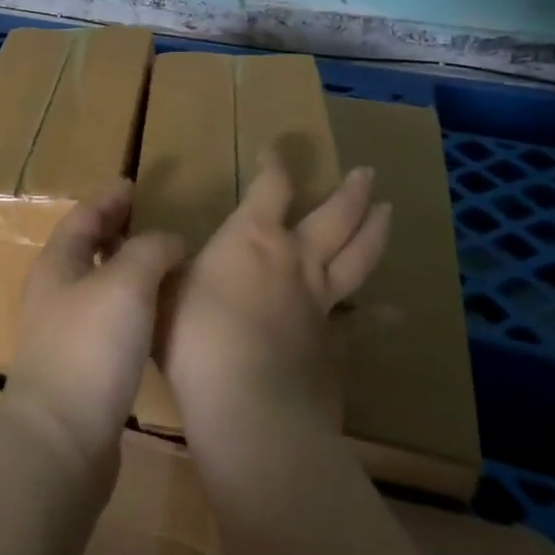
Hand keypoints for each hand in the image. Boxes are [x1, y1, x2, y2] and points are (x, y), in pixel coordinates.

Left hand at [2, 180, 184, 478]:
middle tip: (150, 217)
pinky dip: (131, 303)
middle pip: (86, 247)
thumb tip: (170, 241)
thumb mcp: (126, 284)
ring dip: (125, 266)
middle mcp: (55, 292)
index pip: (84, 216)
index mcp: (57, 263)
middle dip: (116, 229)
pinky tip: (154, 314)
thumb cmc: (91, 348)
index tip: (134, 183)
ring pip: (98, 283)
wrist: (62, 440)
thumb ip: (150, 251)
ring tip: (161, 261)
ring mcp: (64, 331)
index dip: (109, 197)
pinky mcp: (80, 366)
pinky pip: (108, 318)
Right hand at [161, 150, 392, 432]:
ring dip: (374, 231)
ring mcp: (321, 300)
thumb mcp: (160, 290)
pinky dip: (379, 317)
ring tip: (388, 211)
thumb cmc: (194, 336)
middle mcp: (294, 258)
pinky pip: (361, 324)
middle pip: (333, 216)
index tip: (275, 150)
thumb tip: (158, 251)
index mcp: (251, 237)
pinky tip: (396, 313)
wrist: (246, 403)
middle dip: (349, 192)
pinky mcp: (335, 342)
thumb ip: (163, 267)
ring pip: (358, 258)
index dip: (274, 165)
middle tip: (367, 172)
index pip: (269, 187)